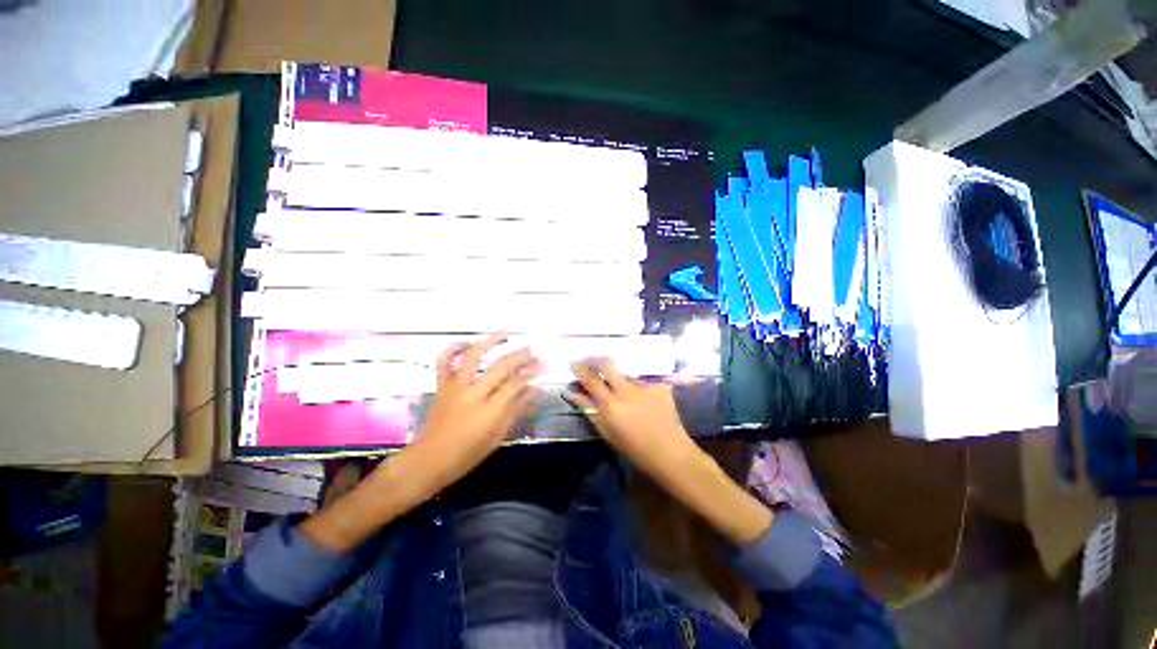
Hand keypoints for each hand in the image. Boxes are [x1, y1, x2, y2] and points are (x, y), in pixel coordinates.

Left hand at [414, 333, 541, 492]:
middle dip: (520, 356)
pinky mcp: (441, 386)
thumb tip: (533, 391)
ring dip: (490, 342)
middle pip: (500, 367)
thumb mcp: (497, 437)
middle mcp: (473, 394)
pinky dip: (453, 349)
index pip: (515, 384)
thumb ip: (516, 411)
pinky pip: (444, 362)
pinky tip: (466, 344)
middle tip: (531, 351)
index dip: (531, 373)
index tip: (541, 366)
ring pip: (473, 356)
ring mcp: (455, 387)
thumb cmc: (466, 454)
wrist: (428, 460)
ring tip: (504, 334)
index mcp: (489, 411)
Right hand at [566, 358, 696, 479]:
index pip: (591, 379)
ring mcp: (644, 385)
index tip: (574, 364)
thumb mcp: (607, 431)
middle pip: (607, 364)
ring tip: (627, 393)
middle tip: (593, 362)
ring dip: (621, 379)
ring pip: (626, 374)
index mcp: (610, 405)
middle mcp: (626, 390)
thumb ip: (589, 409)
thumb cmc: (634, 447)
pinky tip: (645, 399)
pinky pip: (643, 380)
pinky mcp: (659, 385)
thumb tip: (572, 393)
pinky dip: (639, 387)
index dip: (580, 369)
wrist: (669, 451)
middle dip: (597, 360)